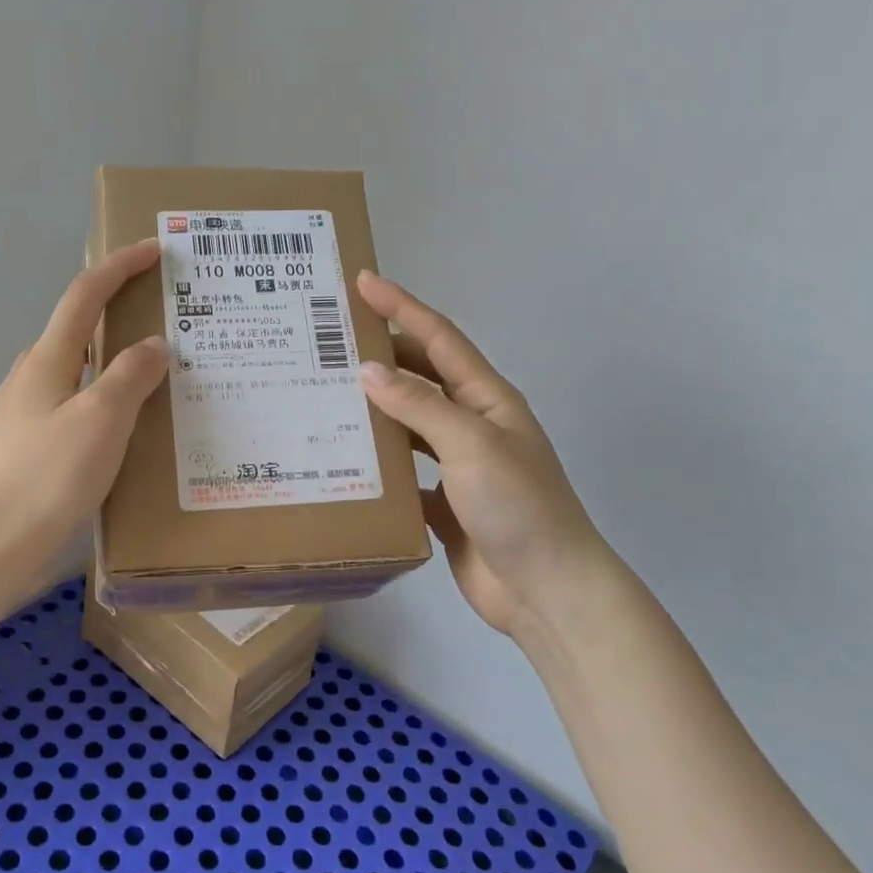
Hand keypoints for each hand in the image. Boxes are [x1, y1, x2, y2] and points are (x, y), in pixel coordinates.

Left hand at [0, 240, 167, 583]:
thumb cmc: (47, 478)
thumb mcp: (102, 421)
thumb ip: (130, 376)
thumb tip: (152, 343)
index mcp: (46, 361)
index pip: (84, 296)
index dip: (119, 267)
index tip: (152, 249)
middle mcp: (26, 378)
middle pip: (75, 331)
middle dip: (116, 317)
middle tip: (163, 326)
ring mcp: (17, 415)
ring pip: (72, 374)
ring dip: (108, 366)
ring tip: (149, 383)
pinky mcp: (18, 449)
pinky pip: (66, 409)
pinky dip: (96, 403)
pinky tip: (115, 433)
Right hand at [357, 271, 609, 650]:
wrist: (546, 590)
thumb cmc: (518, 506)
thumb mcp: (471, 444)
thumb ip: (420, 406)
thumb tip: (367, 369)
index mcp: (486, 399)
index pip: (438, 339)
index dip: (403, 306)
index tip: (364, 282)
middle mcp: (471, 424)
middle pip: (420, 376)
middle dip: (381, 353)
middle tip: (329, 340)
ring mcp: (456, 465)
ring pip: (407, 424)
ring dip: (373, 408)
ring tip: (325, 394)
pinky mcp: (441, 503)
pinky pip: (401, 471)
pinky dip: (376, 462)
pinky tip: (341, 457)